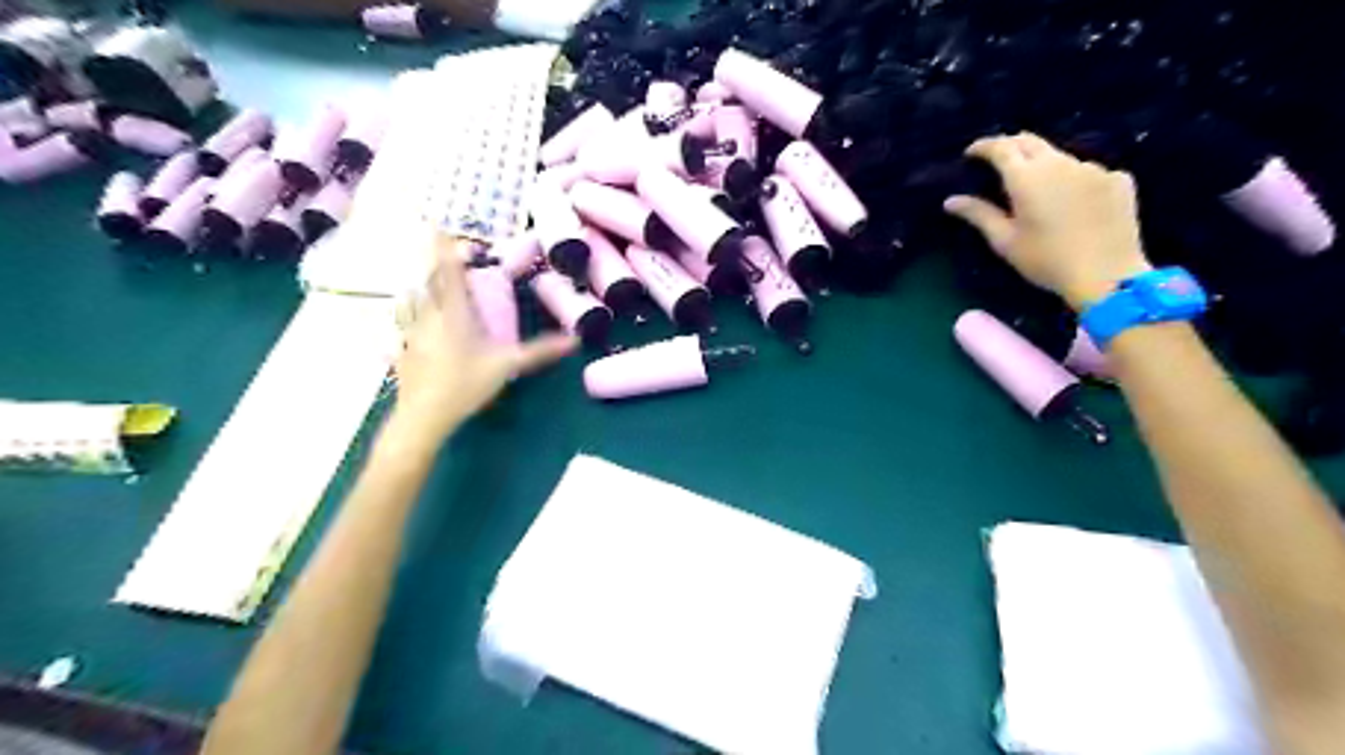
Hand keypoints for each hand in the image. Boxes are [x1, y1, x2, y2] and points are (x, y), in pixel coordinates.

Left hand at [391, 237, 576, 445]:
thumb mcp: (508, 365)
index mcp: (455, 313)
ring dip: (420, 288)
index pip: (449, 272)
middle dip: (436, 266)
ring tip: (426, 285)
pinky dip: (407, 317)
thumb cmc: (466, 384)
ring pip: (411, 301)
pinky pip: (403, 325)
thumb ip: (540, 351)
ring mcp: (412, 333)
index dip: (444, 248)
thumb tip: (574, 339)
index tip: (438, 225)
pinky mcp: (403, 350)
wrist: (423, 415)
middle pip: (428, 282)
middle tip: (444, 257)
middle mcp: (430, 316)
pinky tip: (409, 326)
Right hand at [939, 133, 1149, 312]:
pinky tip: (1074, 203)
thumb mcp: (1005, 241)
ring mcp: (1093, 168)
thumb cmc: (1046, 260)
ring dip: (1044, 166)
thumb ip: (979, 215)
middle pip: (1031, 142)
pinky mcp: (1118, 179)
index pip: (1001, 148)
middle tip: (998, 162)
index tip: (971, 153)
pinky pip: (1089, 173)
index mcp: (1027, 177)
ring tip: (1038, 188)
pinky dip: (1074, 181)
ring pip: (1060, 157)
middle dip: (1011, 147)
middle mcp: (1060, 163)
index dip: (984, 146)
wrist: (1106, 274)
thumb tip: (950, 200)